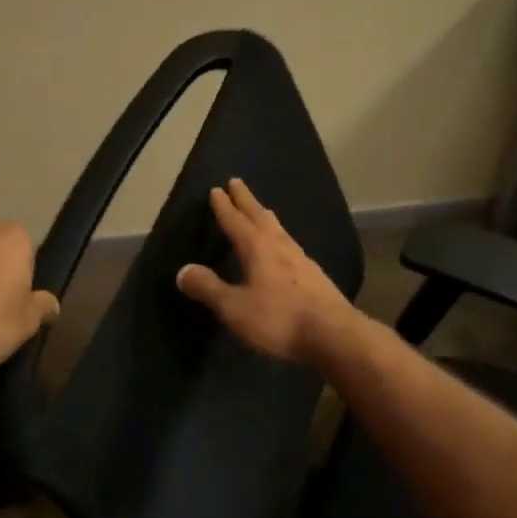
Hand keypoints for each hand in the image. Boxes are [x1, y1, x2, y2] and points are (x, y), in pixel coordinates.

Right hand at [175, 178, 354, 365]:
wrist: (333, 334)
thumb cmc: (279, 318)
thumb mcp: (234, 308)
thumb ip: (208, 288)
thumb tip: (183, 270)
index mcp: (257, 248)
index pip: (236, 221)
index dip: (224, 207)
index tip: (217, 190)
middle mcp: (280, 245)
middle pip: (260, 216)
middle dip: (246, 200)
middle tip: (237, 182)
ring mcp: (301, 258)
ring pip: (278, 228)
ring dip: (265, 216)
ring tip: (260, 210)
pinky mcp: (315, 274)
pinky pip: (290, 244)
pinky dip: (280, 236)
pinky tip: (284, 246)